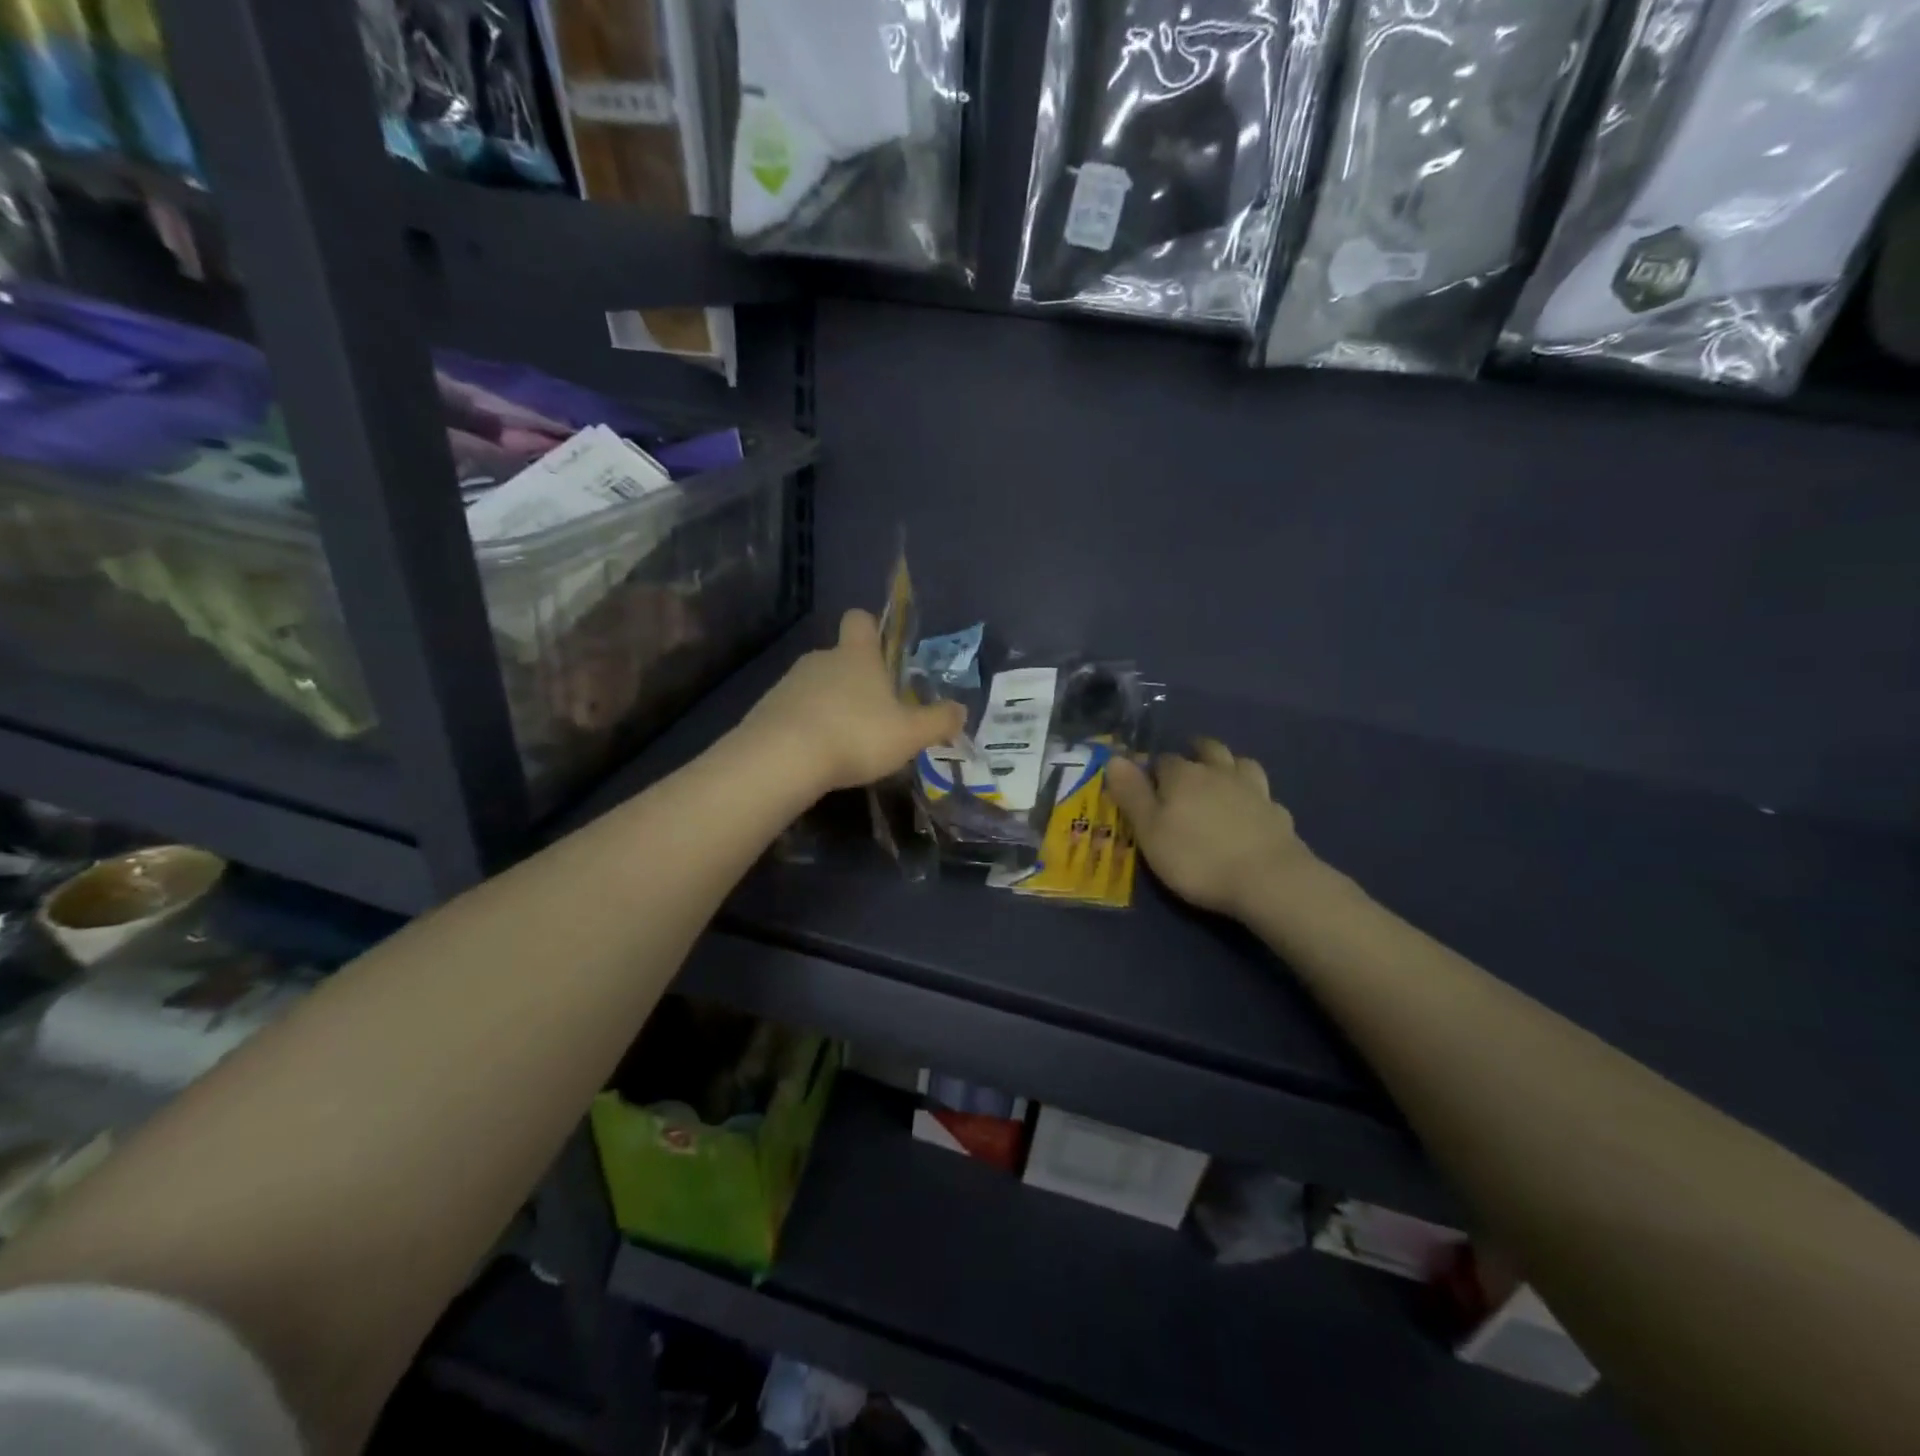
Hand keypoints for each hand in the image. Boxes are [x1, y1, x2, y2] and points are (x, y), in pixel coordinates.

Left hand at [744, 609, 965, 795]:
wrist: (782, 758)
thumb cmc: (856, 735)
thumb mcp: (910, 734)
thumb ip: (938, 721)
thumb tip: (961, 710)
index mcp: (857, 655)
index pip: (860, 620)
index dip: (871, 628)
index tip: (881, 649)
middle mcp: (821, 659)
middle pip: (840, 657)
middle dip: (856, 681)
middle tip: (875, 715)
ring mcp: (789, 683)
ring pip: (816, 685)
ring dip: (830, 705)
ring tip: (845, 742)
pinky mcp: (766, 710)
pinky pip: (794, 711)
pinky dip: (806, 727)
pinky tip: (816, 756)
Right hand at [1106, 739, 1315, 918]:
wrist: (1268, 880)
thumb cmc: (1196, 857)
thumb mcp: (1150, 831)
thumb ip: (1131, 794)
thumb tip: (1114, 758)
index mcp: (1183, 775)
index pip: (1163, 760)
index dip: (1153, 769)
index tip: (1146, 783)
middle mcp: (1219, 773)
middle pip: (1207, 750)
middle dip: (1195, 752)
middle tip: (1187, 764)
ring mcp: (1253, 790)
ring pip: (1240, 764)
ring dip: (1229, 765)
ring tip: (1221, 776)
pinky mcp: (1278, 813)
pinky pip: (1263, 794)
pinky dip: (1253, 796)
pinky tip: (1251, 809)